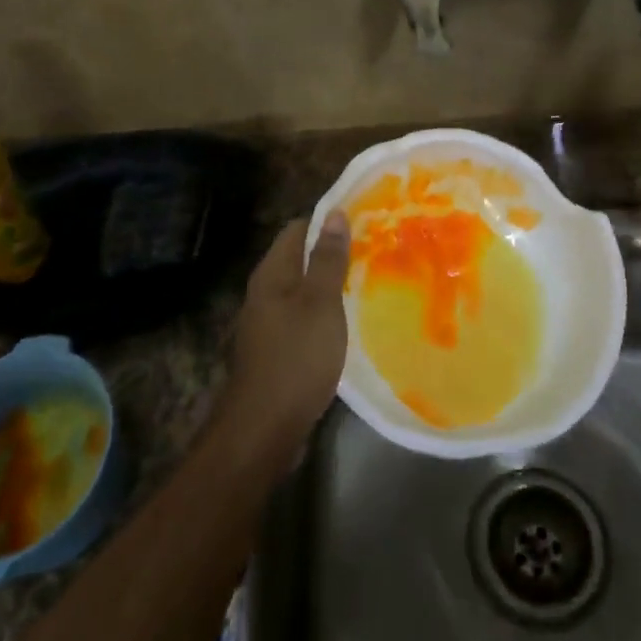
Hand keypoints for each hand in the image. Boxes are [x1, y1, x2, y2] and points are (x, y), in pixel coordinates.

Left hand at [225, 212, 350, 446]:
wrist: (266, 427)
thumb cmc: (296, 357)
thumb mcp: (320, 303)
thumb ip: (327, 259)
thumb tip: (333, 214)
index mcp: (272, 274)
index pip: (298, 229)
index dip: (328, 221)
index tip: (364, 221)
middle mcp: (265, 292)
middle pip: (300, 258)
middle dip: (333, 253)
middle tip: (375, 250)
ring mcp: (269, 322)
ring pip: (304, 289)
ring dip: (331, 284)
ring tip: (370, 281)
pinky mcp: (277, 348)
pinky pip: (304, 316)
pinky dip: (326, 312)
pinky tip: (350, 320)